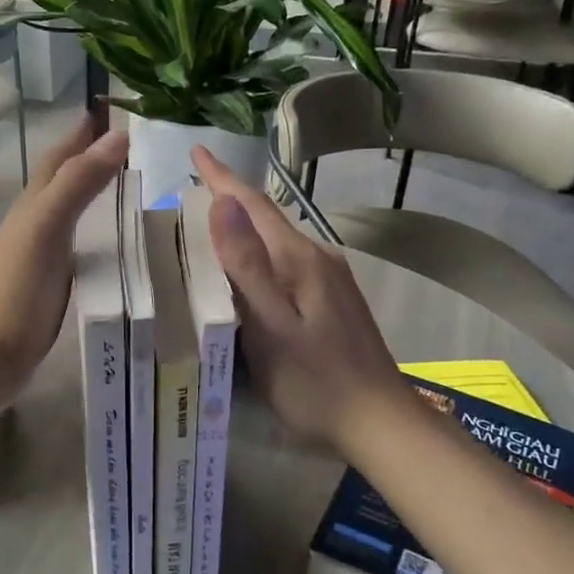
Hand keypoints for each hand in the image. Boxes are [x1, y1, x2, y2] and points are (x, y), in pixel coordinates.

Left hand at [0, 118, 127, 407]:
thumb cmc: (14, 291)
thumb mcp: (46, 229)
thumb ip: (78, 184)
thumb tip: (118, 134)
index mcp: (34, 204)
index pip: (61, 156)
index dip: (83, 130)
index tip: (115, 107)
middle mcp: (37, 222)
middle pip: (65, 179)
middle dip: (93, 156)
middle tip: (136, 143)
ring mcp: (43, 254)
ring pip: (73, 210)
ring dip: (98, 192)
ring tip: (135, 184)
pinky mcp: (53, 284)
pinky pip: (82, 244)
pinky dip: (101, 231)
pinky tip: (119, 240)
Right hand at [192, 145, 408, 449]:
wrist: (380, 424)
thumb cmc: (316, 382)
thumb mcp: (271, 328)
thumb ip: (247, 266)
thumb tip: (223, 203)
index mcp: (300, 259)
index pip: (253, 205)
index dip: (222, 177)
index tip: (196, 149)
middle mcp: (318, 258)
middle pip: (266, 219)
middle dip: (230, 199)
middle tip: (193, 187)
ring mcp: (330, 280)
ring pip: (277, 241)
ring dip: (244, 227)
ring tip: (209, 225)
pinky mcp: (333, 300)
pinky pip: (286, 262)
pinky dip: (259, 254)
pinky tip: (247, 270)